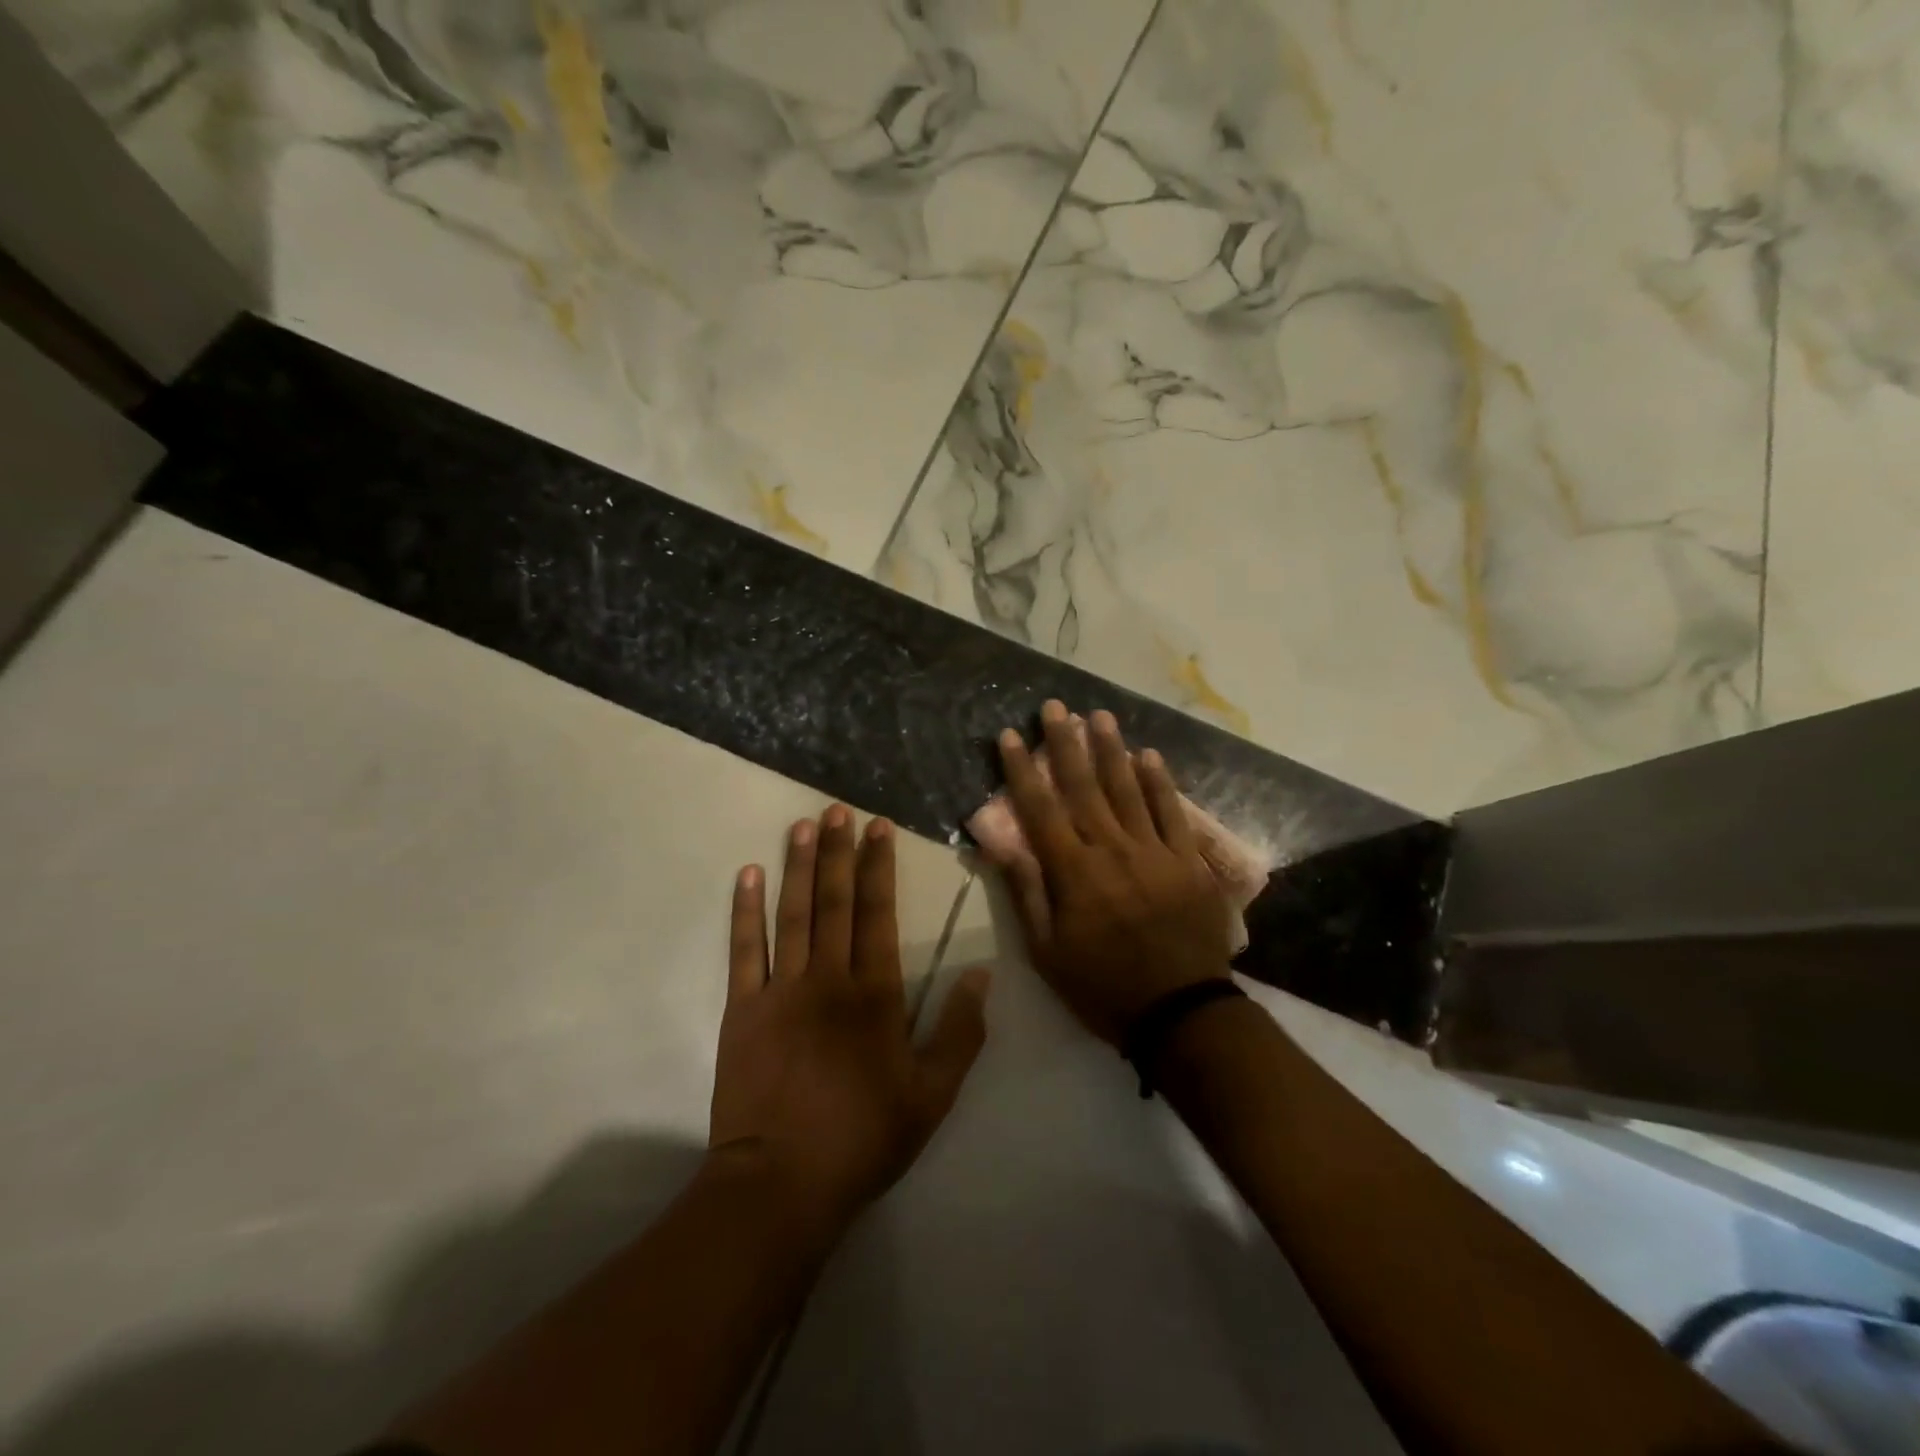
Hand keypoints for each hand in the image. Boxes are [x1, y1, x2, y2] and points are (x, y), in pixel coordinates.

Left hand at [709, 805, 990, 1232]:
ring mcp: (781, 990)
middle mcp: (828, 978)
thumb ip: (960, 1032)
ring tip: (801, 825)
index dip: (878, 866)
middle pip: (835, 901)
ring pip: (792, 914)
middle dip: (838, 852)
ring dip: (798, 867)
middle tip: (837, 810)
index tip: (876, 828)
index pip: (878, 913)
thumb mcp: (932, 1095)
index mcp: (874, 994)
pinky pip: (744, 950)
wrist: (781, 1183)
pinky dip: (745, 911)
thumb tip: (982, 974)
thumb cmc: (863, 1138)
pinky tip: (747, 876)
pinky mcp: (742, 1009)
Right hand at [988, 702, 1231, 1045]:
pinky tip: (1149, 755)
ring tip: (1100, 716)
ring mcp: (1154, 852)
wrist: (1180, 1012)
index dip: (1023, 771)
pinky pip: (1172, 812)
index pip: (1040, 810)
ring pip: (1128, 789)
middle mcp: (1112, 850)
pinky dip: (1160, 782)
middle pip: (1084, 788)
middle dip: (1066, 744)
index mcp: (1073, 873)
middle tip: (1056, 707)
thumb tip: (1002, 844)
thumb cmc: (1102, 987)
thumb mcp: (1047, 953)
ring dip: (1112, 750)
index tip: (1011, 736)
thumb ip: (1026, 893)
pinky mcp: (1188, 861)